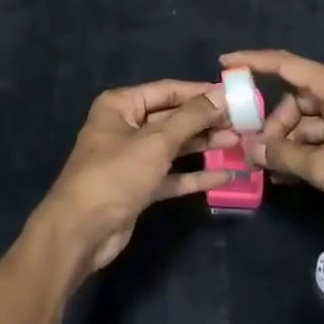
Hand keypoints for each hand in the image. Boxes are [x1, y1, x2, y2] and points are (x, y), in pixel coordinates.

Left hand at [36, 81, 240, 273]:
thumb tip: (220, 95)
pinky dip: (194, 175)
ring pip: (174, 147)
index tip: (233, 95)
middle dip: (205, 120)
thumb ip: (190, 118)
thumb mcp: (156, 143)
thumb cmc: (115, 175)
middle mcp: (126, 126)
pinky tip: (224, 175)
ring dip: (204, 145)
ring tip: (239, 143)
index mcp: (121, 105)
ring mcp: (132, 158)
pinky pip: (172, 175)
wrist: (81, 232)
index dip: (199, 93)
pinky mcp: (139, 187)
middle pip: (172, 118)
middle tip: (242, 122)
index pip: (167, 90)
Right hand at [224, 50, 323, 240]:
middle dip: (272, 122)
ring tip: (270, 170)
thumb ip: (285, 156)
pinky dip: (303, 153)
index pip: (286, 64)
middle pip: (294, 98)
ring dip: (287, 142)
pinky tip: (288, 176)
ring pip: (305, 122)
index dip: (253, 61)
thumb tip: (250, 148)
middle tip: (254, 150)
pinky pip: (320, 139)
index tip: (223, 62)